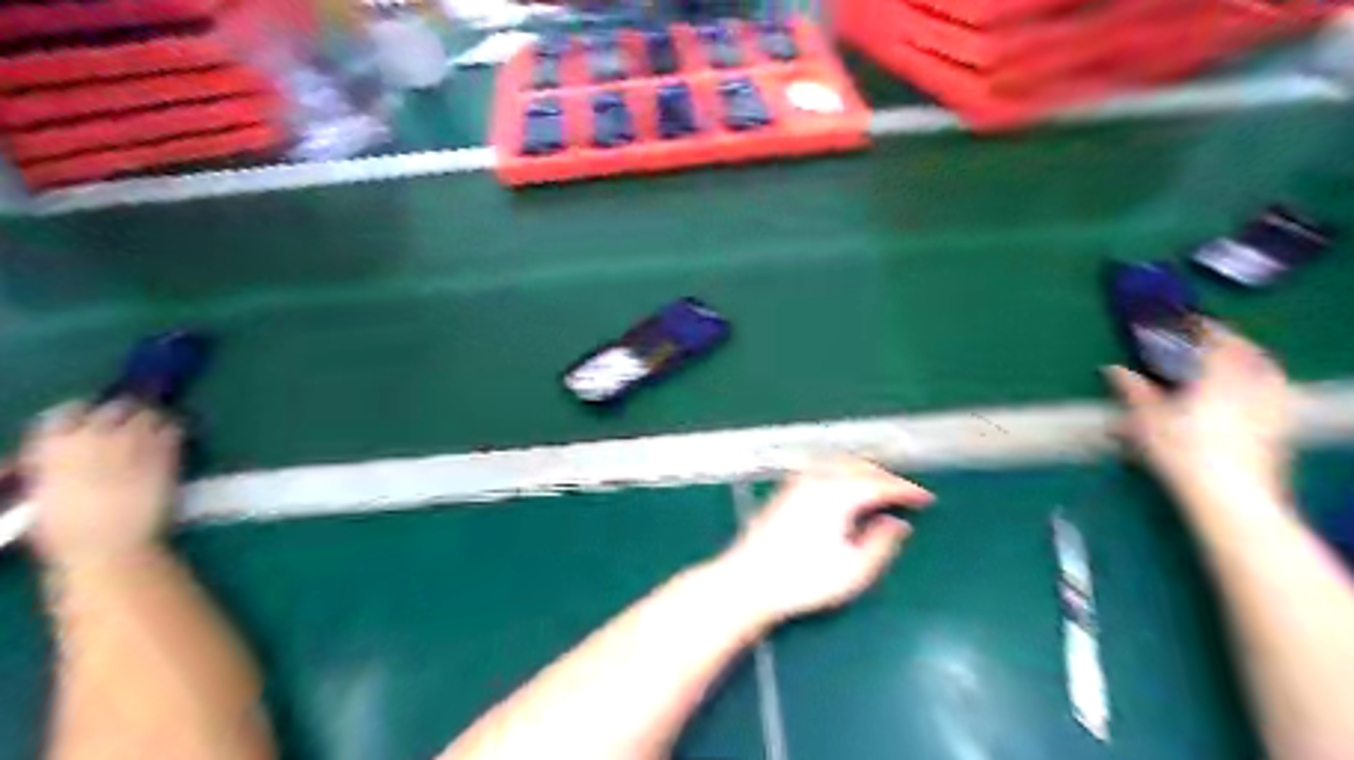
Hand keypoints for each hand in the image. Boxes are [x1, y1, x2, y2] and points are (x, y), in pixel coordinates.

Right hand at [21, 401, 180, 565]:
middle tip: (134, 427)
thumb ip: (55, 466)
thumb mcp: (44, 493)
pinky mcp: (165, 452)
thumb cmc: (66, 530)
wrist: (107, 544)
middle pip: (116, 407)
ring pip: (150, 414)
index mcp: (53, 446)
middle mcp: (93, 436)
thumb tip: (67, 457)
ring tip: (158, 432)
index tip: (94, 422)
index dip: (85, 415)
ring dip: (154, 421)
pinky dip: (176, 432)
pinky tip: (175, 443)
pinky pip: (175, 429)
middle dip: (126, 414)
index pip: (69, 412)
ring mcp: (133, 442)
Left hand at [711, 462, 933, 626]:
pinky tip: (845, 489)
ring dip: (864, 472)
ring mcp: (799, 482)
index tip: (926, 499)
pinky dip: (843, 473)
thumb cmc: (802, 580)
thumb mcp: (853, 570)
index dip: (907, 491)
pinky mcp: (785, 490)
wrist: (748, 579)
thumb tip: (898, 524)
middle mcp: (818, 479)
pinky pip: (824, 469)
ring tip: (880, 490)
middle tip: (905, 495)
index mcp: (838, 494)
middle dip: (886, 478)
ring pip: (841, 464)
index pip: (881, 484)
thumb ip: (881, 543)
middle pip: (861, 467)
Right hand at [1104, 320, 1282, 507]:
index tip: (1193, 321)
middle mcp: (1254, 386)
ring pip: (1270, 376)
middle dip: (1237, 345)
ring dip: (1255, 366)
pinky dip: (1265, 390)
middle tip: (1217, 342)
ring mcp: (1274, 410)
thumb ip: (1133, 392)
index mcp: (1221, 377)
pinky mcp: (1282, 432)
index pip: (1220, 340)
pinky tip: (1250, 401)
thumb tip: (1112, 369)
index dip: (1207, 328)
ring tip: (1236, 368)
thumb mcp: (1147, 420)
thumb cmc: (1183, 452)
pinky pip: (1277, 398)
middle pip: (1253, 355)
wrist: (1231, 497)